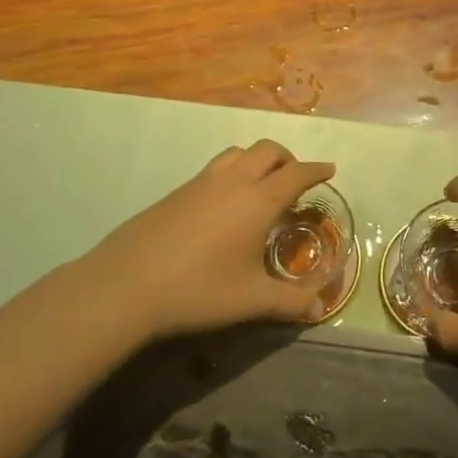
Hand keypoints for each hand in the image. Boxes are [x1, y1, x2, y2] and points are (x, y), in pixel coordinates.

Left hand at [74, 140, 335, 344]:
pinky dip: (233, 171)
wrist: (127, 285)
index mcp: (259, 200)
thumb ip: (290, 302)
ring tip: (262, 185)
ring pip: (238, 152)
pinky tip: (225, 204)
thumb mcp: (251, 301)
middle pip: (268, 150)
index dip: (316, 170)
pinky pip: (215, 167)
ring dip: (258, 160)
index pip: (296, 173)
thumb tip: (318, 307)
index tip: (329, 169)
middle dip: (288, 159)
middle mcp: (233, 181)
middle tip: (296, 180)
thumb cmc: (199, 290)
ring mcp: (201, 182)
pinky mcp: (177, 191)